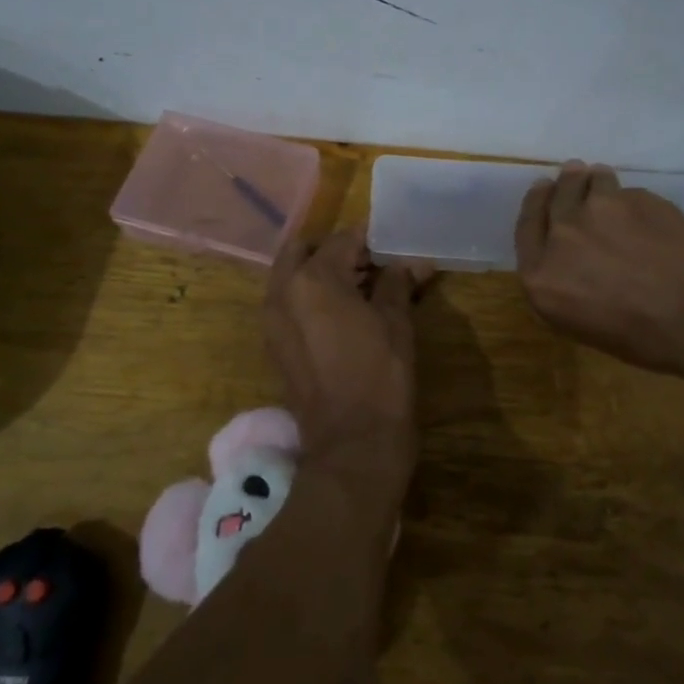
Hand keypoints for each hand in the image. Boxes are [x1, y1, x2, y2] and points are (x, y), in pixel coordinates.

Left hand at [263, 230, 432, 501]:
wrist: (353, 444)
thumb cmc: (380, 376)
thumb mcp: (396, 322)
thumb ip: (397, 283)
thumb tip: (412, 263)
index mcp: (313, 279)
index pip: (342, 240)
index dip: (370, 239)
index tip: (392, 245)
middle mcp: (283, 292)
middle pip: (304, 251)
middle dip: (334, 250)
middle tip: (370, 263)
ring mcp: (272, 320)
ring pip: (291, 276)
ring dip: (319, 272)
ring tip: (361, 287)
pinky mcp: (274, 345)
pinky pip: (288, 304)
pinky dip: (309, 297)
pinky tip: (343, 313)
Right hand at [516, 162, 683, 374]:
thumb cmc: (645, 338)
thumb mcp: (584, 323)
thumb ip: (565, 283)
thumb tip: (575, 260)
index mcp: (542, 276)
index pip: (527, 227)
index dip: (535, 205)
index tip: (543, 190)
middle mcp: (562, 235)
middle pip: (555, 195)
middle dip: (563, 183)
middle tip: (572, 174)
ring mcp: (599, 210)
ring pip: (591, 180)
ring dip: (596, 181)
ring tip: (607, 183)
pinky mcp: (636, 197)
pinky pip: (627, 192)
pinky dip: (631, 199)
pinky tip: (648, 214)